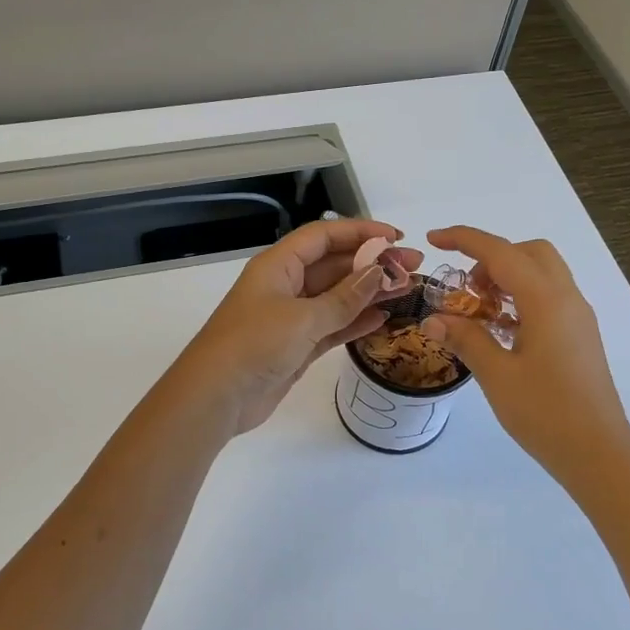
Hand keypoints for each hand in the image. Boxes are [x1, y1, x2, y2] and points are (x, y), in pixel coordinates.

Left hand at [177, 219, 423, 436]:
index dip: (360, 232)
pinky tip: (383, 318)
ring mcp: (291, 317)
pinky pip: (332, 325)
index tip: (396, 238)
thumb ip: (344, 298)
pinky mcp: (296, 345)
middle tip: (413, 267)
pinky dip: (356, 321)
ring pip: (337, 297)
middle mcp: (285, 285)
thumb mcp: (302, 317)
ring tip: (407, 290)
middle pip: (334, 265)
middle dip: (372, 264)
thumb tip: (378, 273)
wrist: (216, 397)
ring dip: (369, 293)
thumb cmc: (254, 345)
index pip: (323, 236)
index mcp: (278, 265)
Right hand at [423, 226, 629, 482]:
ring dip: (507, 278)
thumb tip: (433, 318)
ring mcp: (577, 317)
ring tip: (478, 312)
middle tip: (465, 289)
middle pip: (529, 253)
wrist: (598, 453)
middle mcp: (567, 299)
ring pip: (542, 274)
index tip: (434, 239)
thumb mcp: (496, 375)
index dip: (465, 239)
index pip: (501, 252)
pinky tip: (500, 330)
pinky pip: (549, 298)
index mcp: (546, 301)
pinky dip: (521, 299)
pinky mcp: (579, 336)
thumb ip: (466, 339)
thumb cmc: (546, 413)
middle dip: (492, 258)